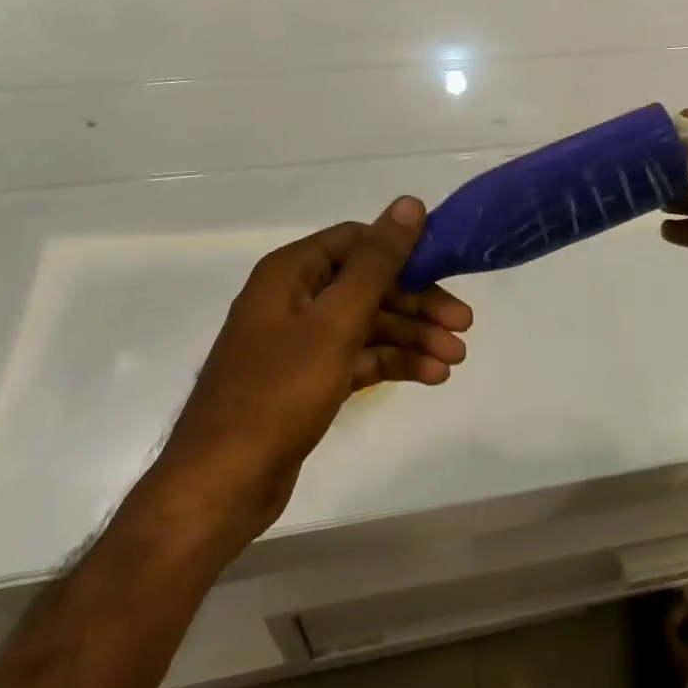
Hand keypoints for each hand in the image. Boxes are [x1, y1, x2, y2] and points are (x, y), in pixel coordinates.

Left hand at [167, 198, 471, 530]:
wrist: (222, 484)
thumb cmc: (278, 391)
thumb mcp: (336, 321)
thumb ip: (377, 263)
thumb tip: (409, 203)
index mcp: (291, 273)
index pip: (357, 241)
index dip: (403, 250)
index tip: (446, 267)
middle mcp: (295, 298)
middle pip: (368, 285)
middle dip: (417, 303)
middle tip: (464, 323)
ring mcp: (301, 342)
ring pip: (368, 324)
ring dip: (412, 337)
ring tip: (456, 358)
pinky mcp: (309, 379)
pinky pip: (359, 357)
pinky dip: (393, 363)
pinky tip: (431, 375)